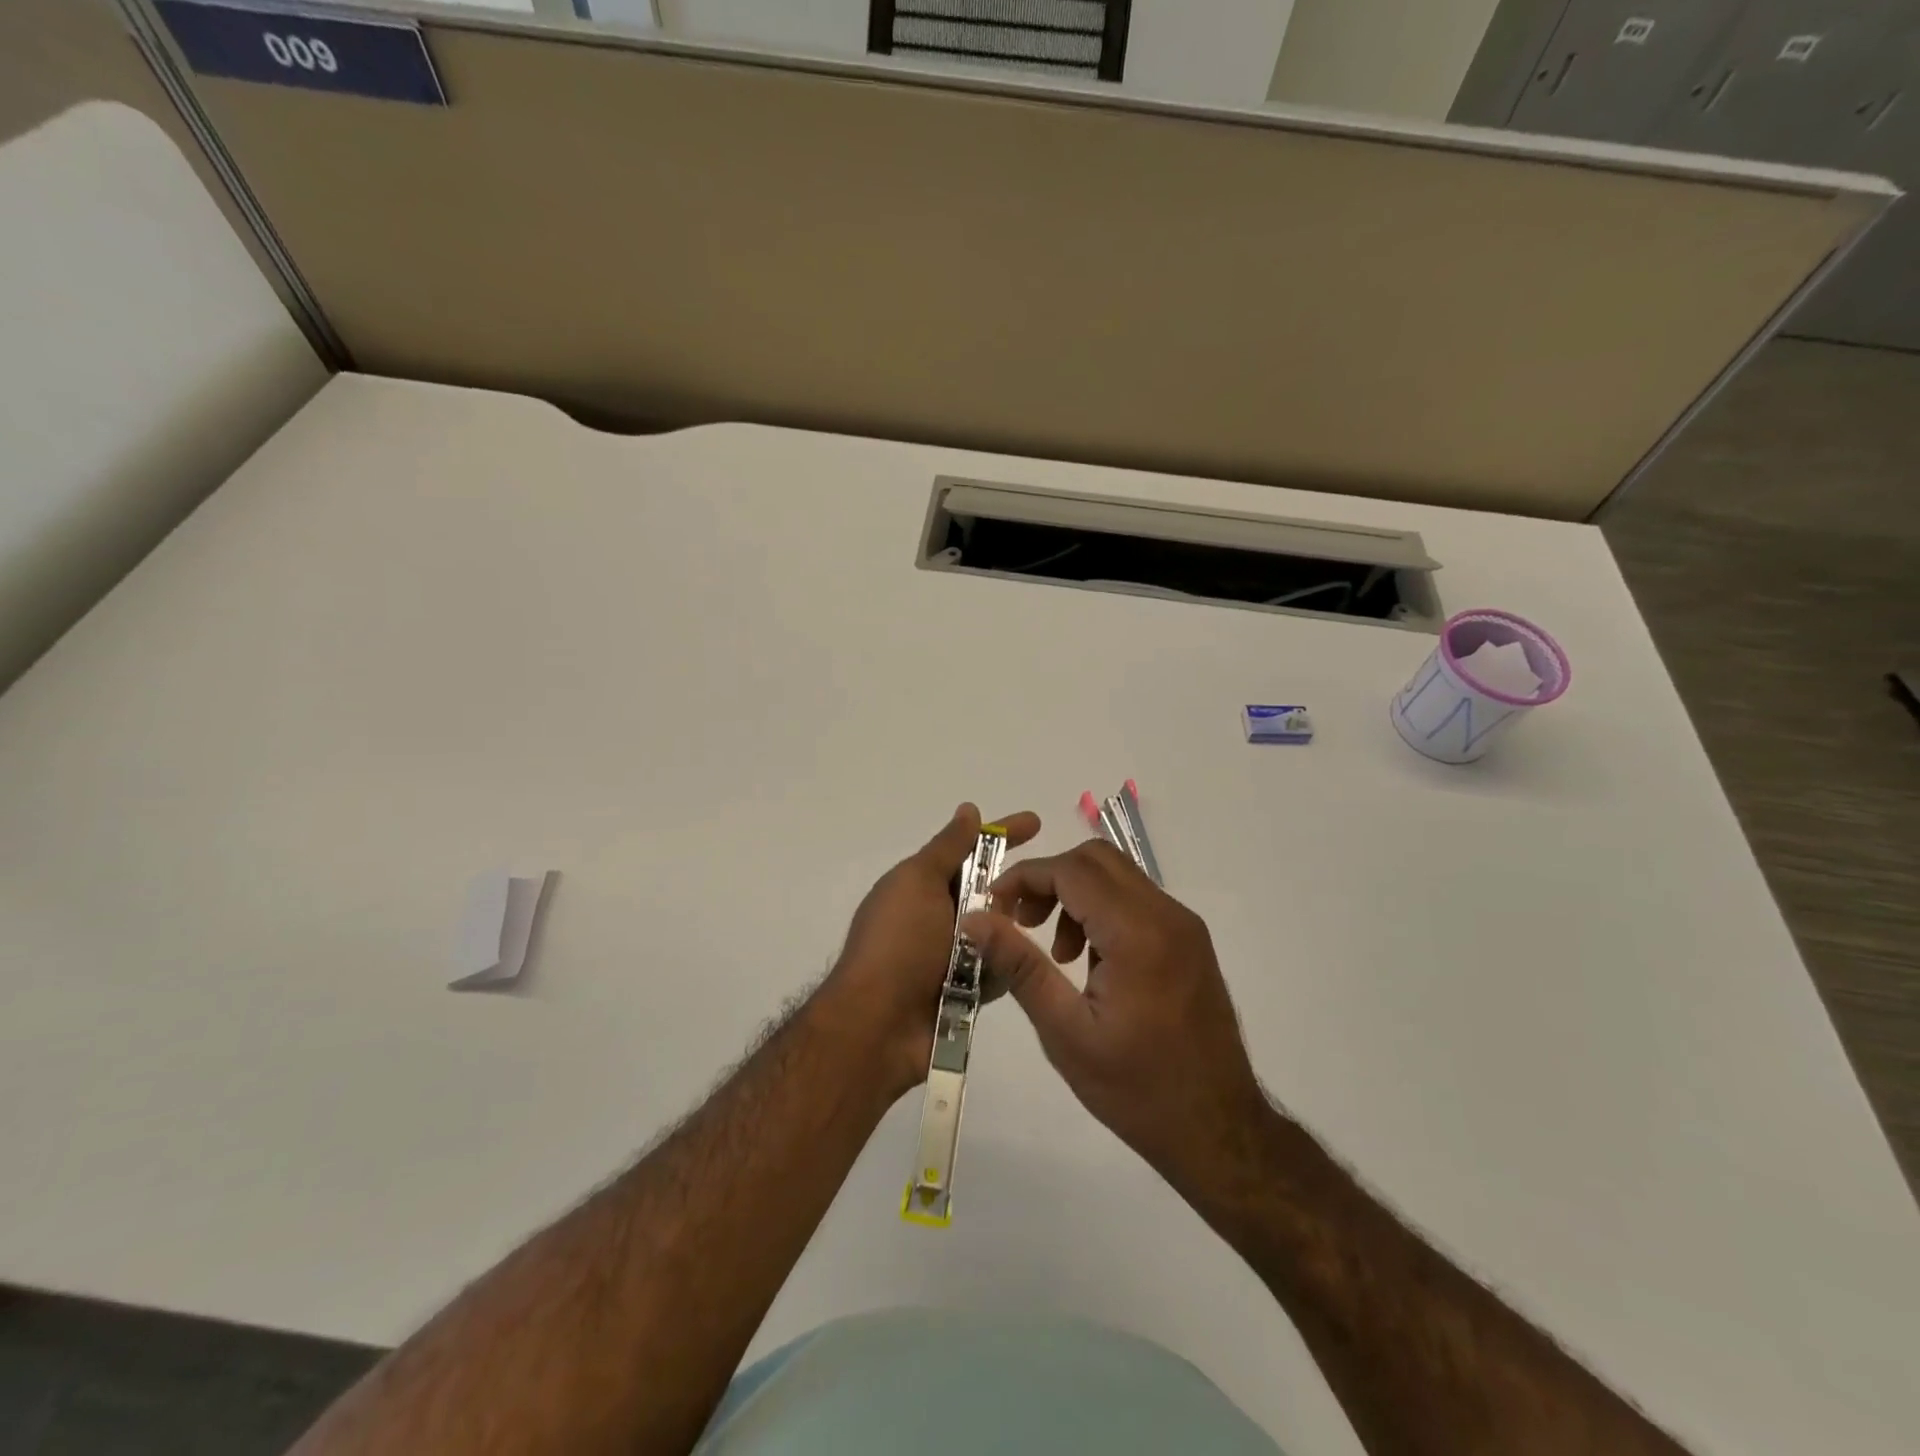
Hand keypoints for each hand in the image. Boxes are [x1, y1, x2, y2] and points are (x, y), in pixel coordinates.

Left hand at [825, 803, 1040, 1097]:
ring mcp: (951, 954)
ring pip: (999, 929)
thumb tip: (968, 809)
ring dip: (1012, 928)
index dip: (1002, 834)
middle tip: (1044, 889)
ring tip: (1039, 932)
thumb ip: (948, 847)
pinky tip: (1026, 966)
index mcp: (921, 885)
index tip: (1036, 822)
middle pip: (988, 891)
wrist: (878, 1026)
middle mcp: (936, 916)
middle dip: (1013, 888)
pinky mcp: (966, 990)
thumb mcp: (918, 882)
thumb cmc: (898, 944)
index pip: (969, 850)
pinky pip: (999, 968)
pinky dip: (1007, 965)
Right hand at [962, 840, 1266, 1188]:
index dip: (1025, 877)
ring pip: (1118, 876)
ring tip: (1056, 953)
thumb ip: (1019, 965)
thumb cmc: (1136, 1089)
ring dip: (1076, 894)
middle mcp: (1168, 915)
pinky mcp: (1191, 942)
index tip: (993, 906)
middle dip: (1050, 879)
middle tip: (1021, 921)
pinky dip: (1103, 911)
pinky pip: (1137, 901)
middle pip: (1097, 859)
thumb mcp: (1065, 1031)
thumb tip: (975, 919)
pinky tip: (1089, 963)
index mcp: (1138, 934)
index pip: (1072, 870)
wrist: (1219, 1130)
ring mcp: (1185, 926)